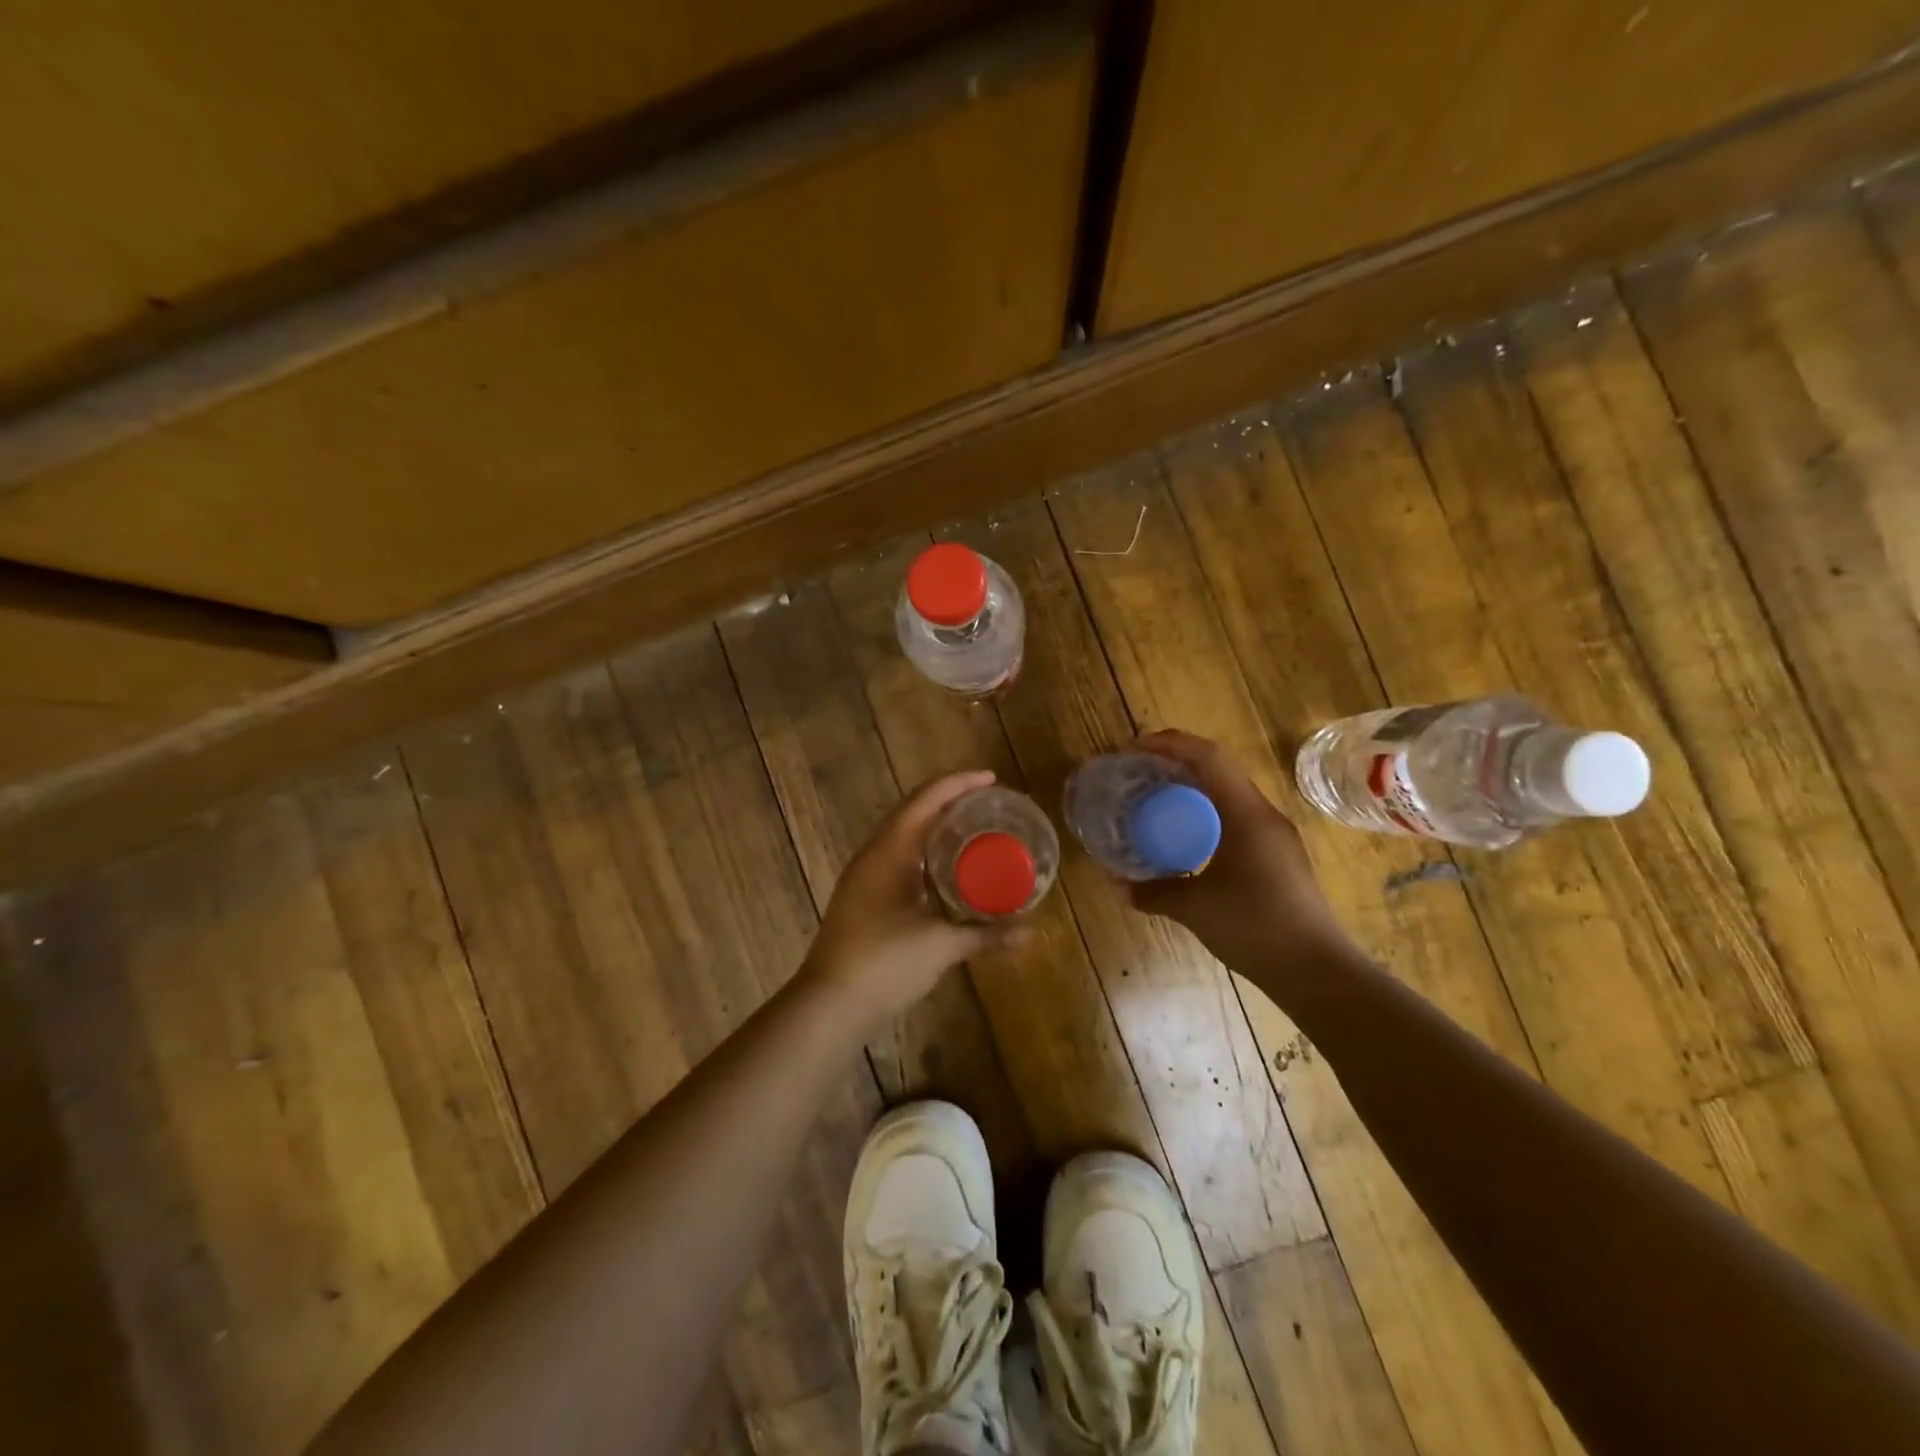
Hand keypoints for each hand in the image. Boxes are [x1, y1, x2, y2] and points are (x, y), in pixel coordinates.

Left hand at [801, 770, 1018, 1034]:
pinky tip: (949, 870)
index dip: (957, 784)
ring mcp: (866, 878)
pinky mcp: (866, 900)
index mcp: (888, 852)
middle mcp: (874, 856)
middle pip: (913, 812)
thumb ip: (984, 935)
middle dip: (949, 801)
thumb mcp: (939, 945)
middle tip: (988, 802)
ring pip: (905, 837)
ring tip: (973, 827)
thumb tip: (1029, 933)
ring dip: (936, 827)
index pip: (924, 801)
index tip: (991, 779)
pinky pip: (901, 860)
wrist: (829, 1006)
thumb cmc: (882, 964)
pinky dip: (927, 854)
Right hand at [1128, 730, 1363, 994]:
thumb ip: (1154, 893)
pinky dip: (1205, 813)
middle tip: (1138, 771)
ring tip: (1155, 798)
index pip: (1209, 758)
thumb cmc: (1256, 928)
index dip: (1170, 744)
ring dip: (1192, 788)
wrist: (1317, 971)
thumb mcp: (1195, 908)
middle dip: (1176, 763)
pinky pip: (1235, 817)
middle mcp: (1264, 815)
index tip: (1133, 749)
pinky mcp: (1277, 856)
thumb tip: (1117, 887)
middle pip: (1218, 770)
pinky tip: (1185, 836)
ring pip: (1228, 793)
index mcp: (1247, 814)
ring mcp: (1275, 836)